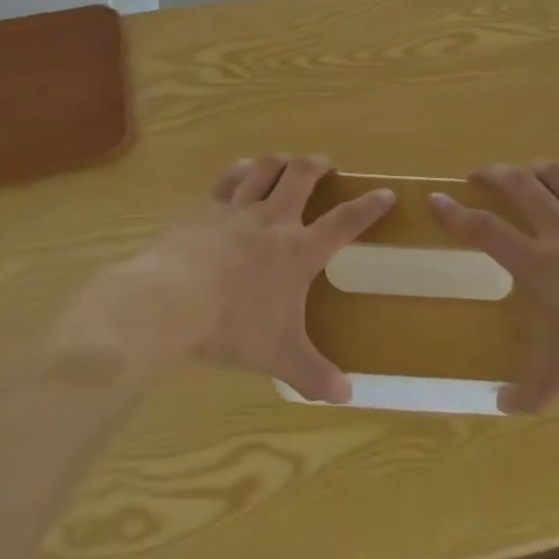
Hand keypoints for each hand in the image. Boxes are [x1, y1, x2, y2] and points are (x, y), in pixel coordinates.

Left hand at [57, 156, 393, 402]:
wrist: (172, 299)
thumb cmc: (233, 325)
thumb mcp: (278, 356)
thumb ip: (313, 374)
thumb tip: (345, 397)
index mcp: (298, 250)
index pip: (345, 221)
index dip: (368, 206)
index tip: (386, 193)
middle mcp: (272, 219)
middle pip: (302, 175)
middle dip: (319, 164)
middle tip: (327, 165)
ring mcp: (236, 209)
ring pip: (264, 168)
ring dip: (280, 161)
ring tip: (286, 164)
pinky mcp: (205, 209)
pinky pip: (227, 180)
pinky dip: (239, 172)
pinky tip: (241, 173)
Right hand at [430, 161, 558, 413]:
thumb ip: (536, 391)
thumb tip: (502, 406)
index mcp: (541, 264)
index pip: (485, 229)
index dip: (455, 213)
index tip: (436, 199)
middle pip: (518, 183)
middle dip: (492, 174)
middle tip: (478, 177)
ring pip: (557, 174)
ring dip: (535, 171)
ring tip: (527, 178)